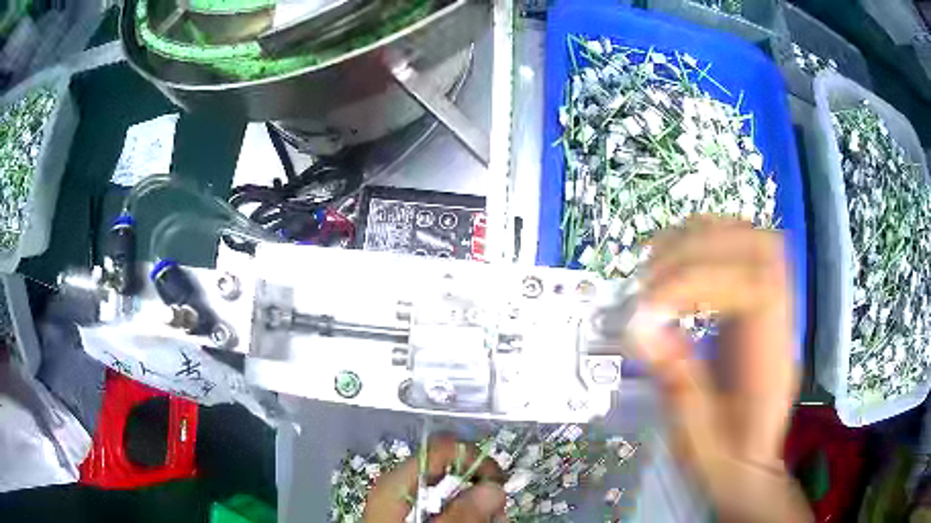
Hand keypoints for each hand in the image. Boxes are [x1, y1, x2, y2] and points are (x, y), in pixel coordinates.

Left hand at [364, 434, 505, 522]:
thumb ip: (461, 515)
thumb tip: (493, 489)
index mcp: (397, 483)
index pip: (442, 449)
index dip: (474, 460)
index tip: (497, 485)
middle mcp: (402, 488)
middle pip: (453, 475)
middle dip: (481, 495)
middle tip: (495, 517)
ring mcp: (408, 504)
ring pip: (455, 497)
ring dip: (477, 512)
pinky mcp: (415, 518)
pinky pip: (448, 512)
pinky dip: (465, 519)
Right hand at [631, 216, 811, 521]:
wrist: (748, 469)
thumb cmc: (726, 464)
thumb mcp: (696, 440)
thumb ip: (678, 385)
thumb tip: (642, 327)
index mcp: (772, 360)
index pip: (755, 287)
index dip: (700, 283)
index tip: (649, 309)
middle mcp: (779, 322)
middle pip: (761, 249)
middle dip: (700, 250)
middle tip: (648, 280)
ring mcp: (771, 308)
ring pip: (752, 240)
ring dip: (702, 238)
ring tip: (657, 264)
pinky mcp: (755, 306)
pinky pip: (739, 253)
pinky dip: (706, 245)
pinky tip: (676, 266)